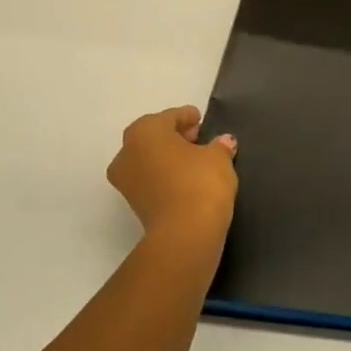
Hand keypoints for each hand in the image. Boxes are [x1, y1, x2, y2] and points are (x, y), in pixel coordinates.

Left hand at [107, 106, 238, 241]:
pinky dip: (167, 177)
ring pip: (150, 160)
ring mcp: (126, 182)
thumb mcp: (218, 157)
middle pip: (154, 138)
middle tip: (200, 139)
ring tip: (197, 162)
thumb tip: (224, 142)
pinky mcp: (134, 205)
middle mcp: (127, 153)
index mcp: (144, 131)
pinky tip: (188, 181)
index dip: (187, 117)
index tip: (201, 120)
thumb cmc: (200, 182)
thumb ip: (219, 145)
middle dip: (176, 137)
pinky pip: (152, 181)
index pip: (169, 117)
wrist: (185, 233)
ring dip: (170, 158)